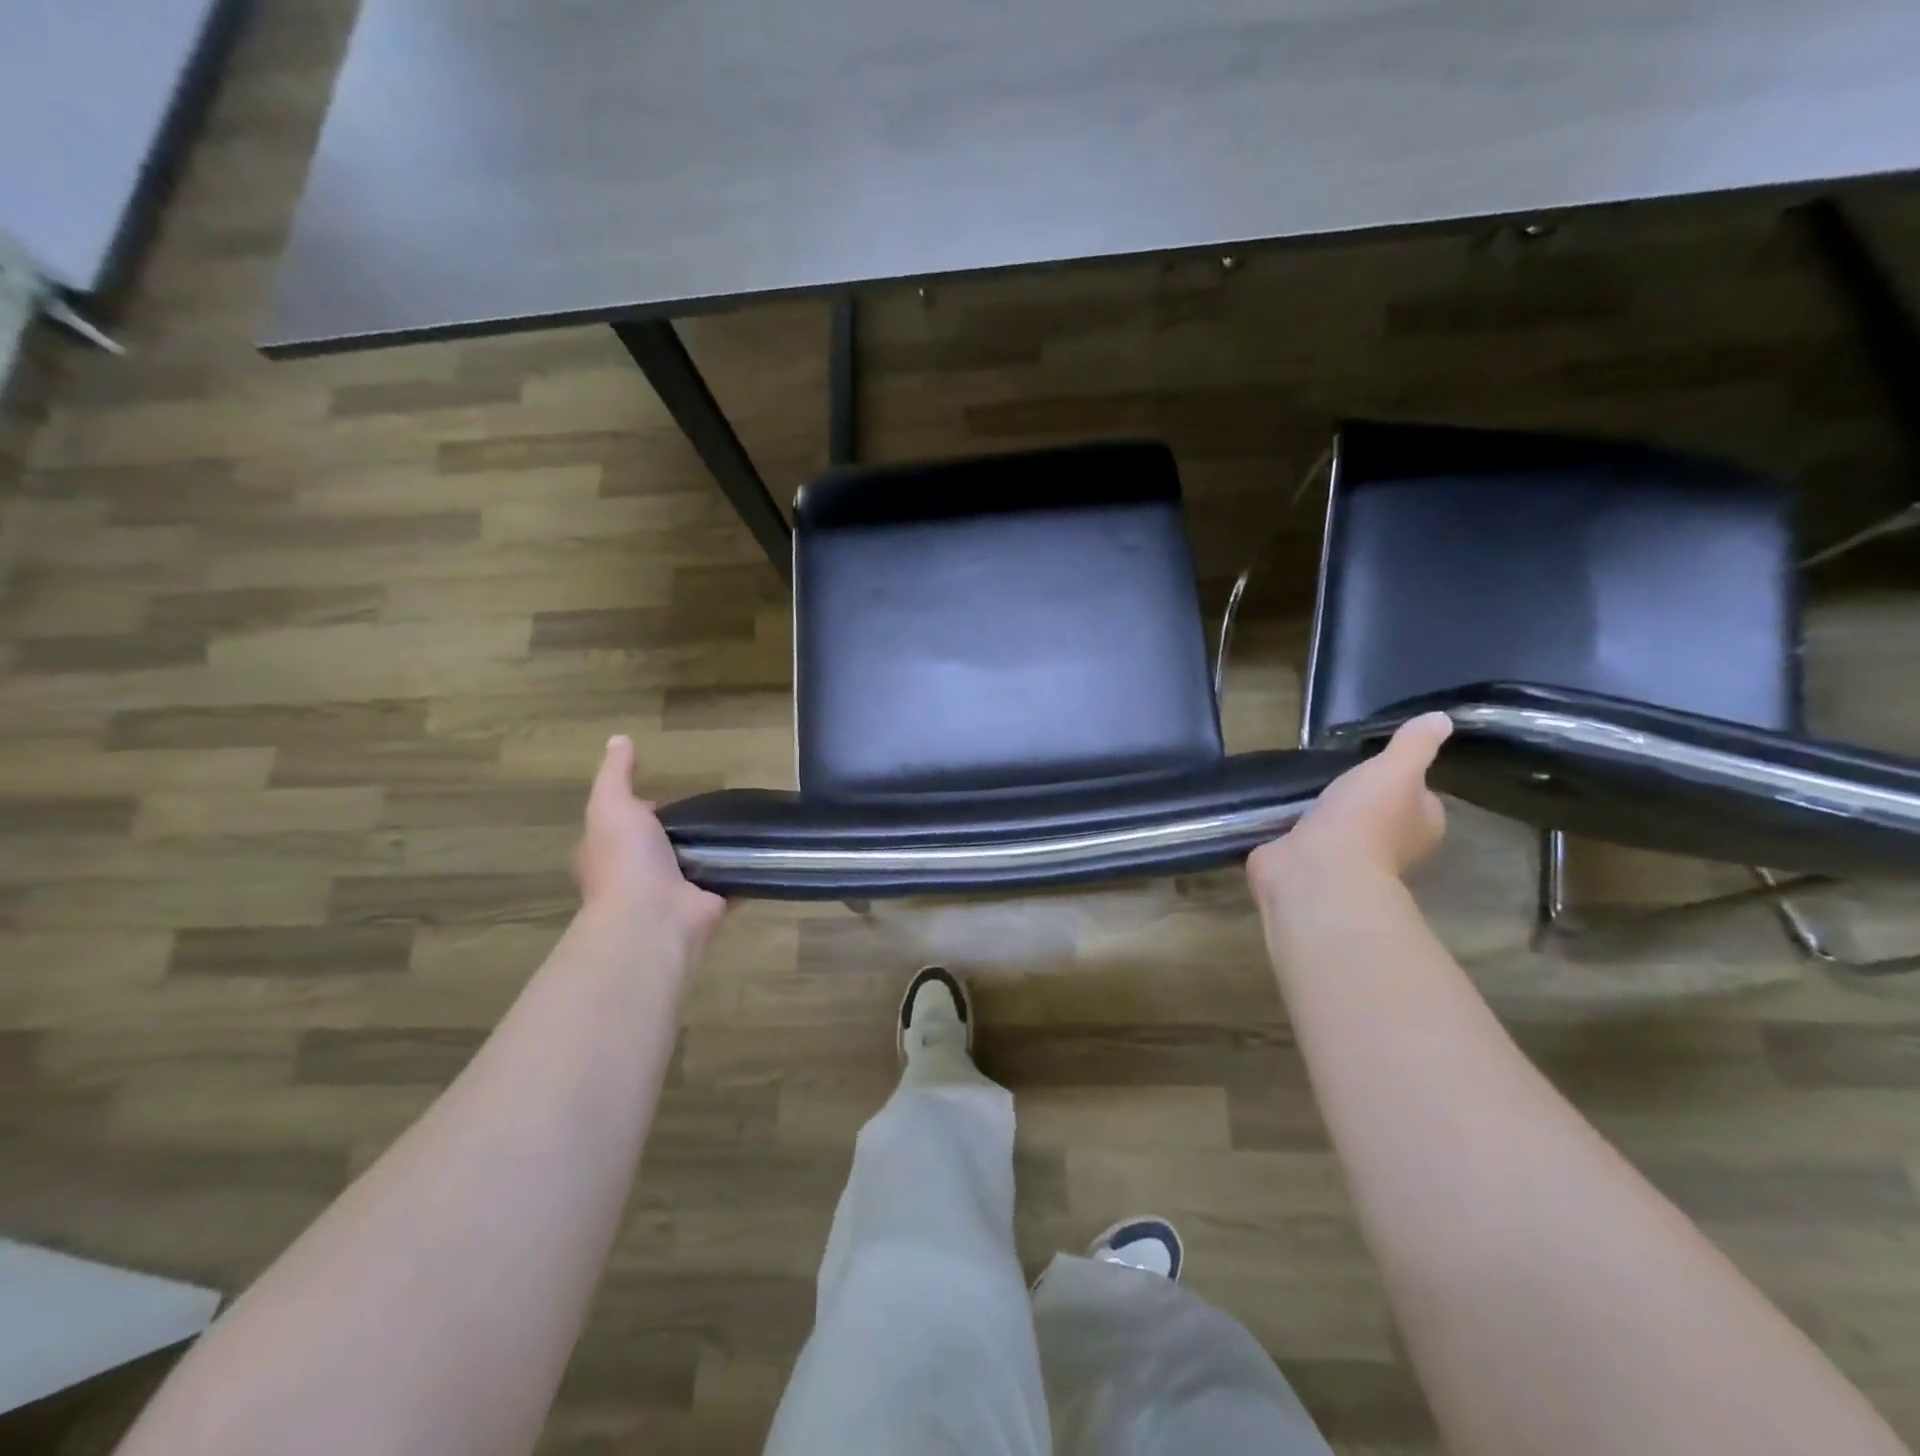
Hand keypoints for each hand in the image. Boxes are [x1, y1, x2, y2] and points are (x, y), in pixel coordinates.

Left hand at [575, 735, 726, 944]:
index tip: (662, 799)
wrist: (656, 917)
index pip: (622, 828)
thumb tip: (619, 739)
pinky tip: (762, 849)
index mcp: (609, 856)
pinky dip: (744, 869)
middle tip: (711, 807)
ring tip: (742, 822)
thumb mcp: (612, 806)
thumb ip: (616, 774)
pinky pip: (730, 880)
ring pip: (698, 864)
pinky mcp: (710, 903)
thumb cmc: (626, 860)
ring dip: (715, 849)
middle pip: (662, 847)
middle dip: (681, 832)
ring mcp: (676, 893)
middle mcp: (639, 877)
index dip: (638, 812)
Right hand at [1248, 712, 1452, 890]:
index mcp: (1419, 826)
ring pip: (1335, 828)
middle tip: (1334, 772)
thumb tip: (1442, 718)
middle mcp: (1387, 847)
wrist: (1316, 870)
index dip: (1405, 782)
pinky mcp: (1303, 864)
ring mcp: (1343, 859)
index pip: (1420, 800)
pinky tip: (1273, 807)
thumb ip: (1415, 744)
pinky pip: (1298, 839)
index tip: (1380, 764)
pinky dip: (1288, 828)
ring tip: (1299, 785)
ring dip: (1319, 813)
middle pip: (1378, 815)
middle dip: (1358, 799)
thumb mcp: (1396, 769)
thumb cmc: (1366, 818)